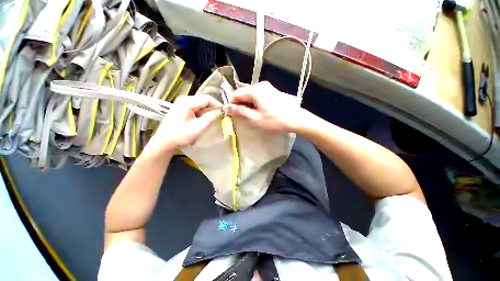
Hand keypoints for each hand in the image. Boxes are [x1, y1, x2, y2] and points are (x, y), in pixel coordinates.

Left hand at [144, 95, 221, 154]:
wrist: (164, 142)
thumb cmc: (180, 135)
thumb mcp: (198, 127)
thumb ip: (210, 118)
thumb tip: (221, 111)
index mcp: (187, 102)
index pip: (208, 99)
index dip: (218, 105)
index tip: (225, 113)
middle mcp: (185, 99)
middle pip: (204, 100)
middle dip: (213, 108)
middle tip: (220, 117)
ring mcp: (183, 103)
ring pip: (201, 104)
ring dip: (208, 111)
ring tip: (213, 119)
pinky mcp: (182, 108)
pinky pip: (197, 108)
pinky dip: (203, 113)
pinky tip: (204, 120)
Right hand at [227, 81, 304, 131]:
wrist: (295, 118)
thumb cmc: (275, 120)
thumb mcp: (256, 118)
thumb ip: (241, 112)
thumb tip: (229, 108)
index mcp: (255, 90)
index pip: (236, 94)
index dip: (232, 103)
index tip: (231, 113)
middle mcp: (260, 85)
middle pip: (243, 92)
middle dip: (240, 103)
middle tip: (241, 115)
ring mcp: (267, 87)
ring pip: (250, 94)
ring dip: (247, 103)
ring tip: (249, 114)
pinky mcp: (271, 90)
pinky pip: (257, 94)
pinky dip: (254, 101)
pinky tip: (257, 110)